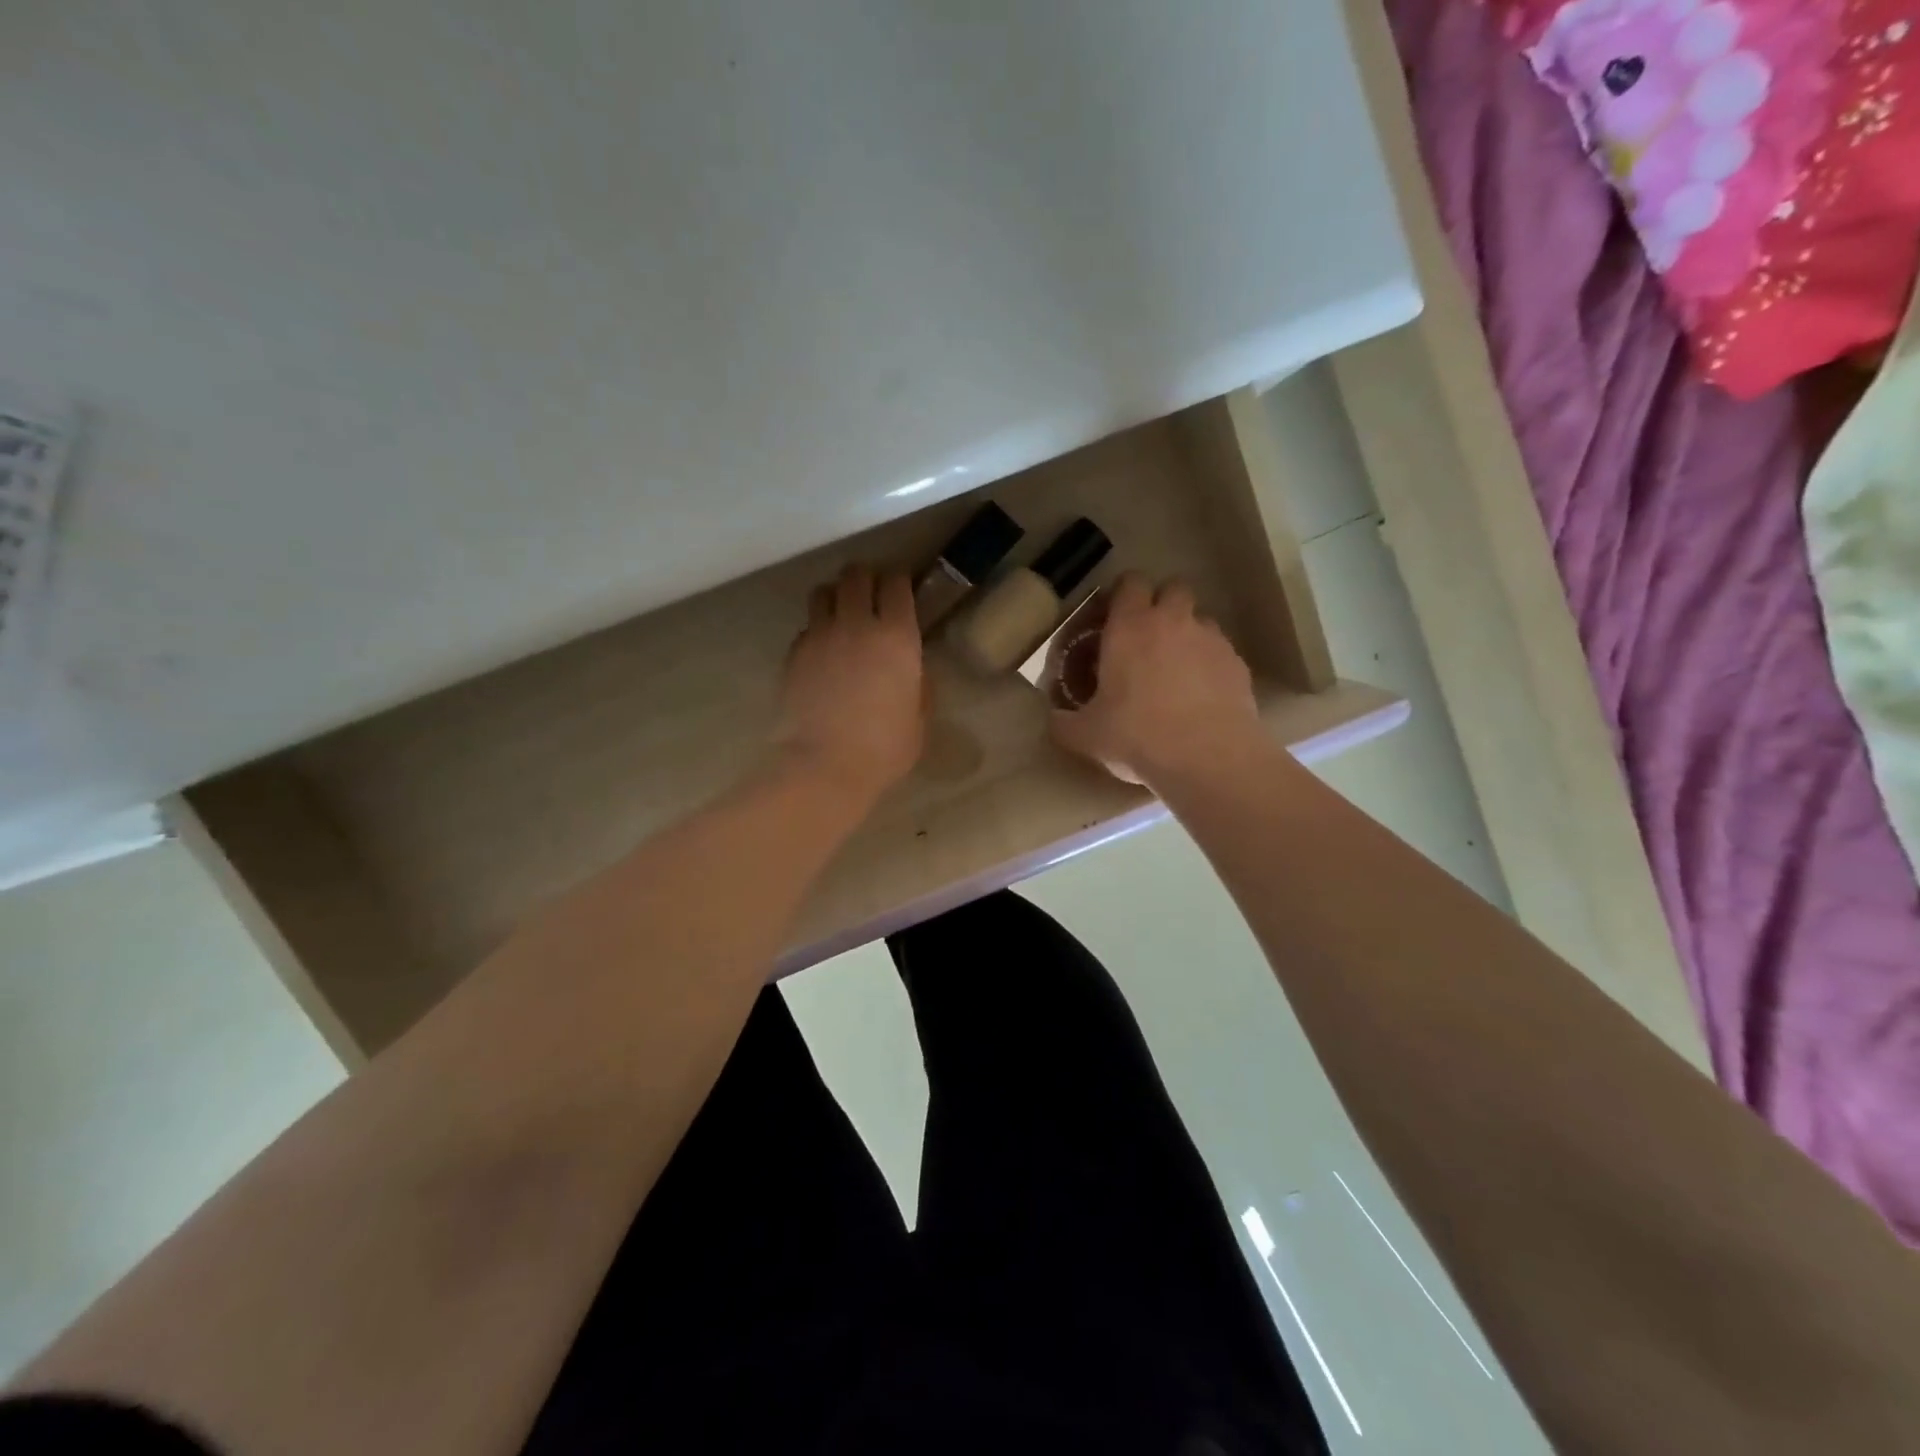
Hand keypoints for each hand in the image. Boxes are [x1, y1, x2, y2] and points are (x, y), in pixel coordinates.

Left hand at [777, 564, 925, 804]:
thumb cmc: (883, 749)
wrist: (824, 766)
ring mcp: (820, 636)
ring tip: (841, 614)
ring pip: (824, 592)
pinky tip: (822, 651)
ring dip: (835, 596)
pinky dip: (816, 630)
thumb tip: (912, 670)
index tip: (902, 588)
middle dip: (865, 578)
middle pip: (856, 575)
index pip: (896, 584)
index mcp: (897, 637)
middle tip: (870, 594)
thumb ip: (918, 685)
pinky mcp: (793, 653)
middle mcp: (857, 624)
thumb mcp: (919, 719)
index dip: (899, 581)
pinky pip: (806, 627)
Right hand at [1050, 573, 1265, 786]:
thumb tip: (1052, 719)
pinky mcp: (1238, 664)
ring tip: (1175, 669)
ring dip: (1186, 633)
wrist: (1209, 759)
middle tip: (1145, 638)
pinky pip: (1220, 651)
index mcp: (1130, 626)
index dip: (1121, 594)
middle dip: (1160, 604)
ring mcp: (1211, 640)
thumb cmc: (1137, 736)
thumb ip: (1062, 722)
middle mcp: (1174, 621)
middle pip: (1173, 588)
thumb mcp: (1085, 735)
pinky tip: (1200, 696)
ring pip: (1200, 619)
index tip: (1111, 617)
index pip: (1130, 582)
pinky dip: (1208, 664)